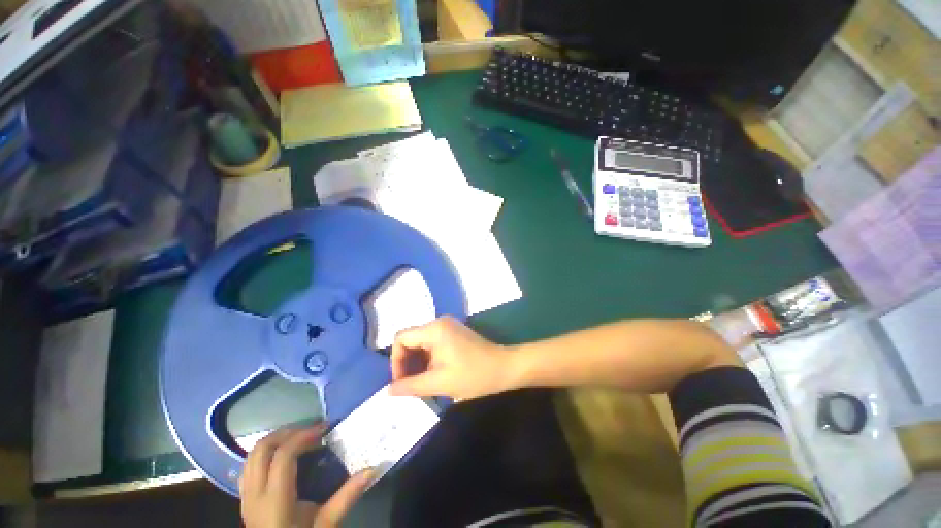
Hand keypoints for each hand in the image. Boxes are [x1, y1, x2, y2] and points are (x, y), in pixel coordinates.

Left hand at [240, 426, 373, 527]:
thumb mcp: (326, 524)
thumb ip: (347, 497)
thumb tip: (373, 469)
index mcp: (275, 500)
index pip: (282, 456)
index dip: (303, 436)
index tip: (324, 429)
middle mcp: (255, 494)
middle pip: (262, 449)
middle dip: (287, 432)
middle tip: (311, 430)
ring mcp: (246, 496)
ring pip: (252, 455)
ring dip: (276, 440)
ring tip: (299, 438)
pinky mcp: (245, 499)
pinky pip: (249, 466)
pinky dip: (266, 453)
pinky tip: (283, 456)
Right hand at [389, 317, 515, 400]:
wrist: (505, 367)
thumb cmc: (474, 375)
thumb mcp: (440, 383)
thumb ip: (411, 386)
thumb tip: (388, 390)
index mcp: (434, 329)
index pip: (401, 339)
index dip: (396, 361)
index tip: (402, 382)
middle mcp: (438, 322)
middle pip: (410, 339)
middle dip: (406, 363)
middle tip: (410, 386)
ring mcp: (447, 326)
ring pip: (420, 342)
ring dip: (417, 362)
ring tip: (421, 383)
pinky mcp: (454, 333)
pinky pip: (431, 343)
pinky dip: (427, 358)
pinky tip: (432, 374)